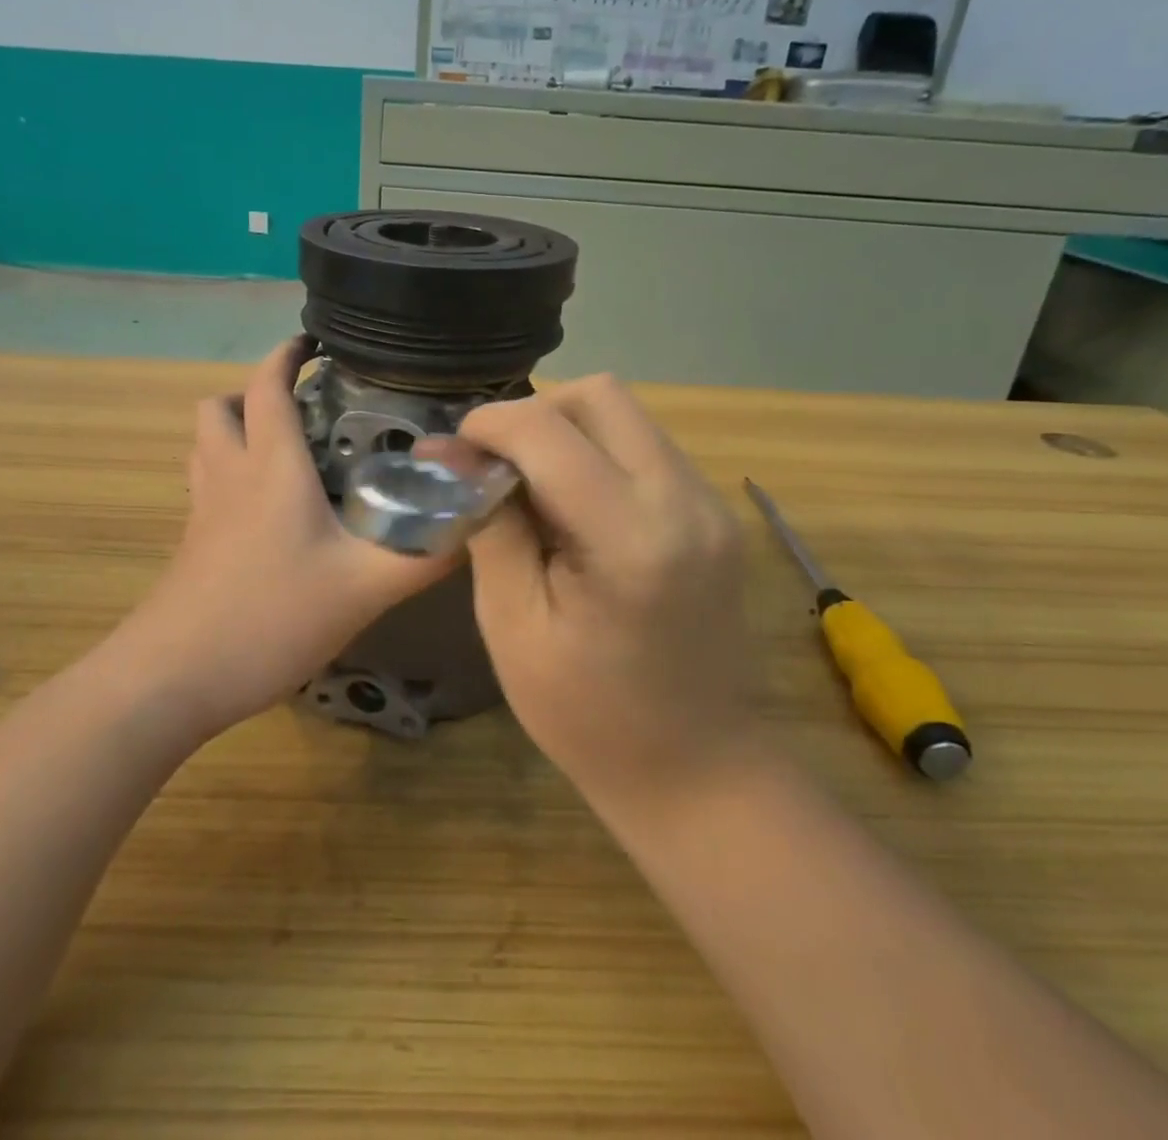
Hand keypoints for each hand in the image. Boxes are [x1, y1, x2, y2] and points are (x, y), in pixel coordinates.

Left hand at [126, 338, 453, 738]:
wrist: (175, 678)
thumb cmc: (270, 617)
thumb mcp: (364, 588)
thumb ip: (424, 556)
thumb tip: (472, 523)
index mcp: (270, 467)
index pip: (267, 386)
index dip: (286, 354)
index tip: (314, 340)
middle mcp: (229, 476)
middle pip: (220, 407)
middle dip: (256, 393)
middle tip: (305, 411)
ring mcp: (201, 511)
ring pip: (206, 445)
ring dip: (237, 430)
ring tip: (286, 451)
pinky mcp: (191, 544)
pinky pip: (206, 485)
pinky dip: (230, 474)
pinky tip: (267, 513)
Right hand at [458, 375, 754, 801]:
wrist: (698, 772)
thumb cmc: (589, 717)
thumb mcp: (513, 625)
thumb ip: (490, 527)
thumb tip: (458, 459)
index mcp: (632, 538)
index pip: (549, 431)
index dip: (489, 425)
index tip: (451, 452)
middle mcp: (686, 501)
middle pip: (602, 395)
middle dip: (534, 414)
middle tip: (493, 464)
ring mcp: (711, 505)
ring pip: (627, 415)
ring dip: (566, 431)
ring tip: (528, 486)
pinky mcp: (716, 515)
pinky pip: (647, 448)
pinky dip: (598, 454)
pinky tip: (572, 507)